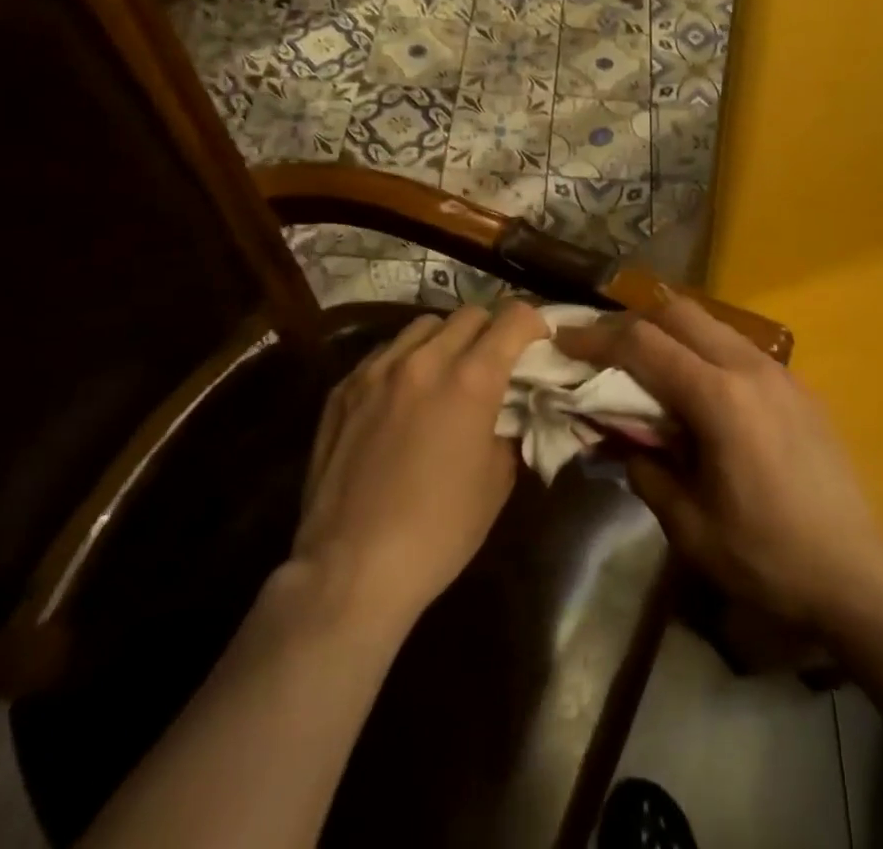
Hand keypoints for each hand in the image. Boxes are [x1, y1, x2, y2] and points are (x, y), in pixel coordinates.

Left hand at [292, 302, 548, 629]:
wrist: (352, 569)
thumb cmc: (439, 531)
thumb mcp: (496, 481)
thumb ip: (506, 428)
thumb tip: (505, 410)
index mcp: (471, 380)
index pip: (512, 318)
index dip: (533, 322)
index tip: (538, 340)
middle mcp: (424, 360)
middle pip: (469, 313)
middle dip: (491, 330)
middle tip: (495, 360)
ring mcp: (377, 370)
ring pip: (423, 325)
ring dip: (446, 340)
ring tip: (446, 372)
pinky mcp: (343, 388)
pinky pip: (384, 353)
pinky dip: (405, 361)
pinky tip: (403, 396)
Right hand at [557, 297, 882, 629]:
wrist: (858, 572)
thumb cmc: (768, 557)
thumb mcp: (690, 527)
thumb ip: (646, 471)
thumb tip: (620, 440)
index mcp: (718, 399)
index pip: (644, 345)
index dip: (597, 338)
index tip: (565, 339)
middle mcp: (749, 368)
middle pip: (678, 313)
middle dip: (634, 322)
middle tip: (604, 350)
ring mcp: (779, 372)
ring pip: (711, 323)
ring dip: (671, 332)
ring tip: (647, 366)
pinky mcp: (797, 385)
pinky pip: (737, 346)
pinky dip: (704, 349)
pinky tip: (698, 389)